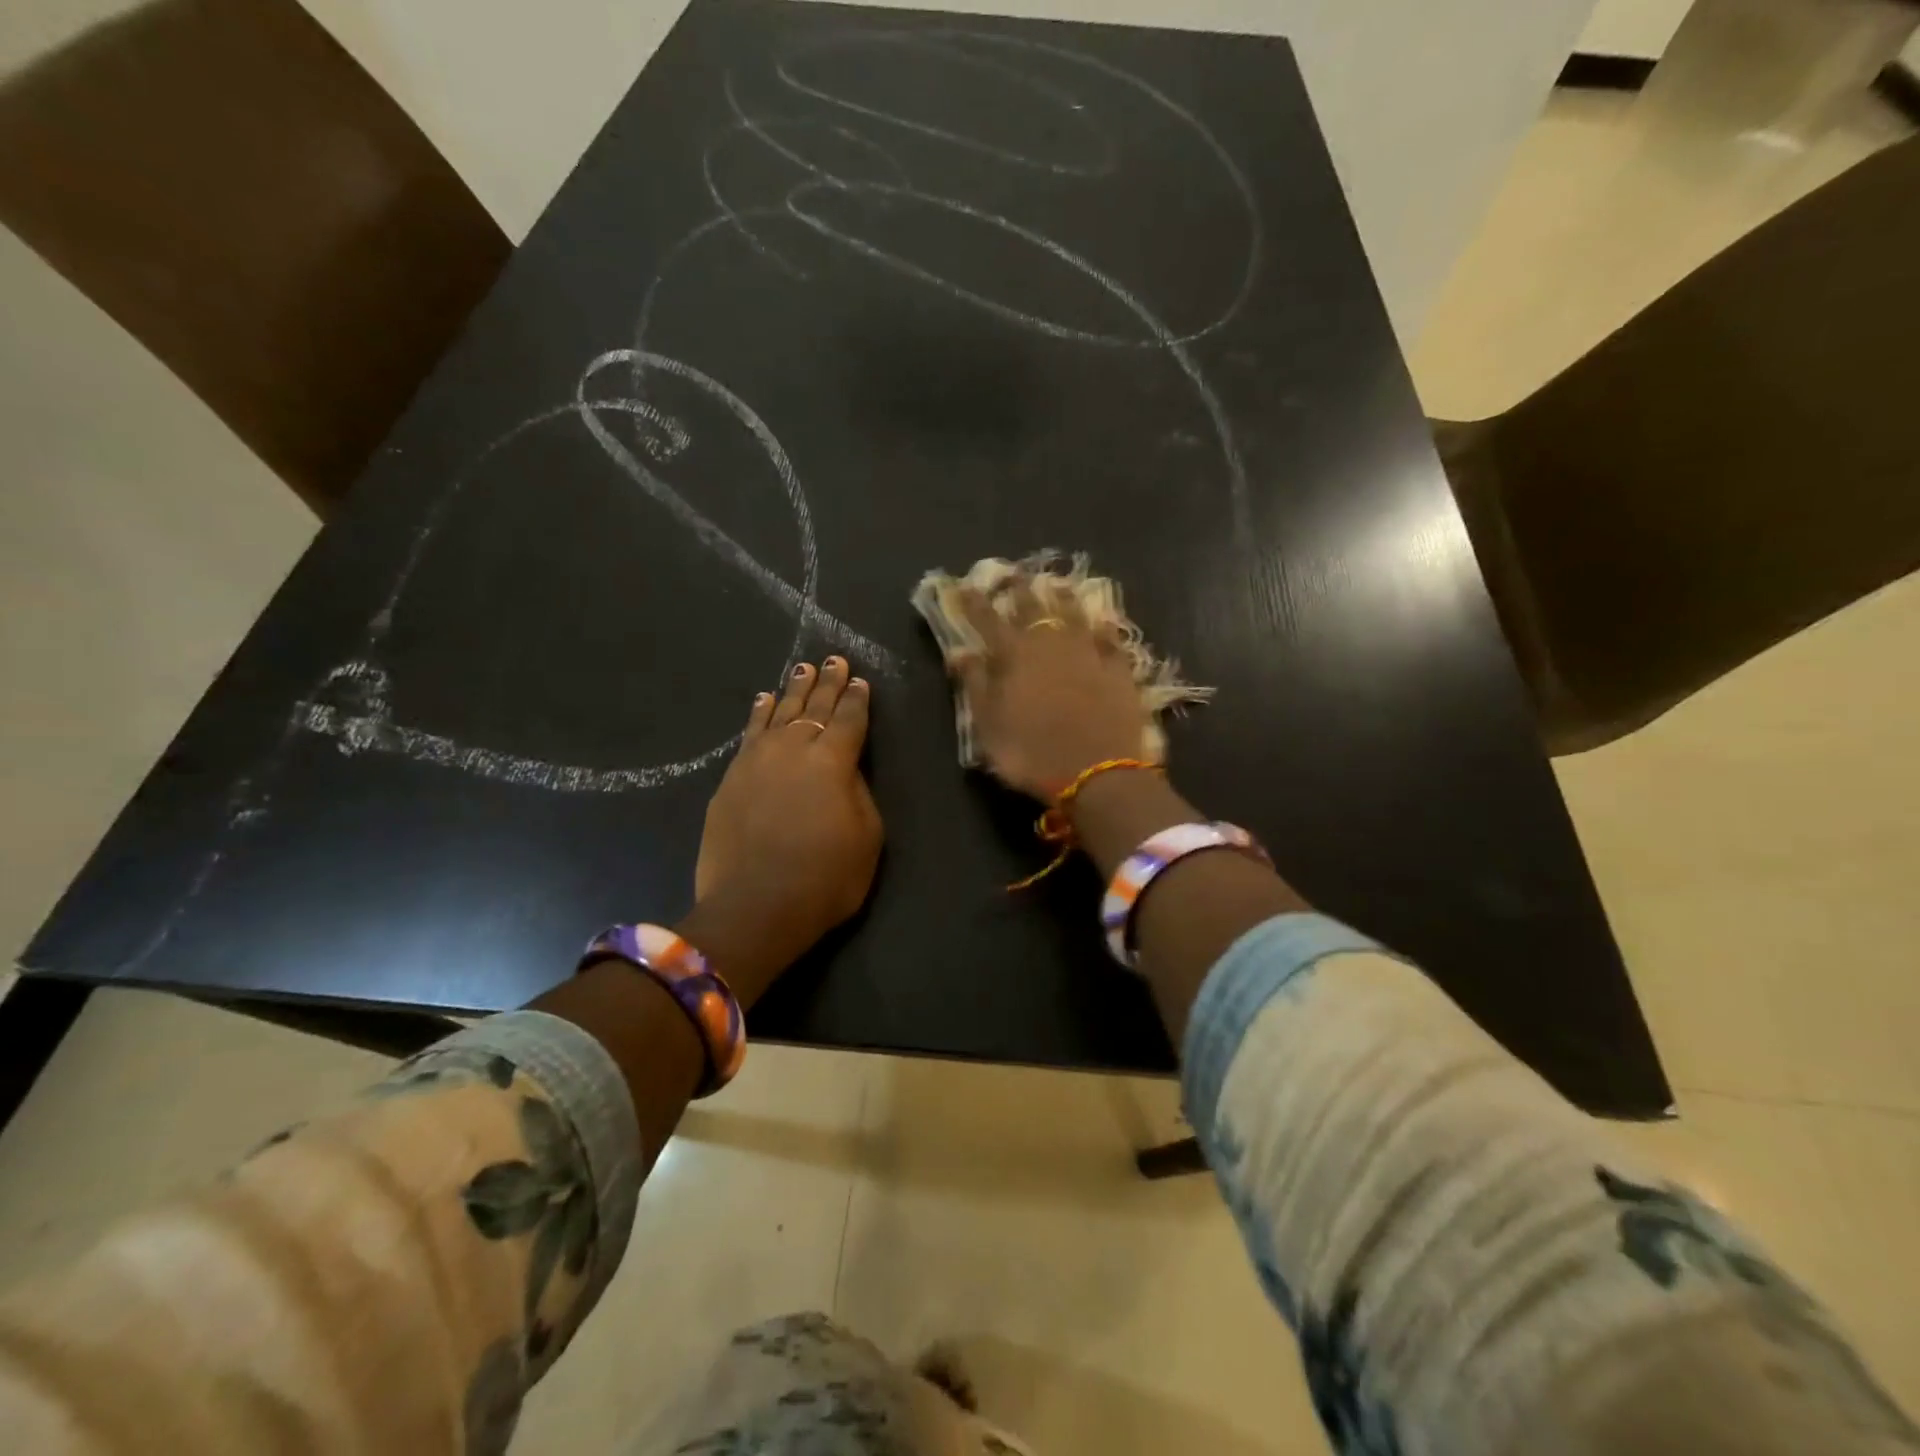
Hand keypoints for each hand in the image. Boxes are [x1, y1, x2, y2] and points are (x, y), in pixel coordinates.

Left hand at [691, 658, 882, 994]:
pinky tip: (762, 700)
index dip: (856, 699)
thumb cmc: (825, 878)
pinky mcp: (731, 777)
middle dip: (827, 682)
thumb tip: (846, 769)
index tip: (859, 679)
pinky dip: (758, 714)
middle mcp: (794, 748)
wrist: (754, 907)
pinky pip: (749, 733)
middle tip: (833, 659)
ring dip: (792, 690)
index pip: (849, 719)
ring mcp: (757, 760)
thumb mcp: (867, 838)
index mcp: (833, 760)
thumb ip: (859, 793)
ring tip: (801, 669)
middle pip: (814, 707)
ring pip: (778, 713)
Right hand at [951, 577, 1150, 800]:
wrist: (1099, 774)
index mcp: (1014, 655)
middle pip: (1033, 606)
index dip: (974, 602)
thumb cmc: (1032, 754)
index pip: (988, 619)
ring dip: (1062, 596)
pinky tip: (1103, 618)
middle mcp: (1051, 643)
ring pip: (1074, 612)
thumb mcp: (989, 727)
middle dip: (1019, 588)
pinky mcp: (1119, 668)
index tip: (964, 585)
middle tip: (1014, 573)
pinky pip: (1110, 638)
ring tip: (1056, 582)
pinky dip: (1103, 625)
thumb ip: (974, 684)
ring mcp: (1089, 652)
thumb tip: (959, 651)